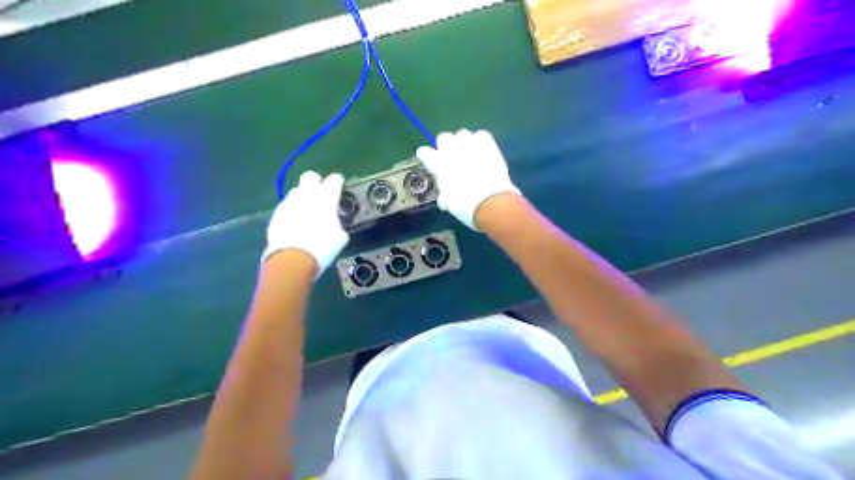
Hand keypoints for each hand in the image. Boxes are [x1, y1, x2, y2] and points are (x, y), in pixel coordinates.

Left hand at [265, 171, 349, 276]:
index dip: (338, 183)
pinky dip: (292, 213)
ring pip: (296, 192)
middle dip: (315, 182)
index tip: (339, 188)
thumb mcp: (341, 237)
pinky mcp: (276, 214)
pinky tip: (295, 226)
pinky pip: (286, 207)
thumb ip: (337, 223)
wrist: (293, 258)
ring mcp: (289, 203)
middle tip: (320, 196)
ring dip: (302, 199)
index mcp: (326, 197)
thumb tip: (333, 223)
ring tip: (306, 214)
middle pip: (310, 176)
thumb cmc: (323, 246)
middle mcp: (306, 194)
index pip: (334, 179)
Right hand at [417, 129, 520, 229]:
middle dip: (445, 145)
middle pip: (443, 137)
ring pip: (462, 133)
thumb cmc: (465, 206)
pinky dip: (480, 141)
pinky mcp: (488, 145)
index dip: (425, 156)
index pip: (424, 152)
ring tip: (468, 152)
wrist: (491, 202)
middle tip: (451, 156)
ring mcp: (470, 145)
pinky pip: (481, 134)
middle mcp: (452, 151)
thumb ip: (444, 195)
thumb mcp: (449, 203)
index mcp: (439, 164)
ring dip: (463, 142)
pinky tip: (482, 150)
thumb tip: (444, 198)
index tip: (428, 159)